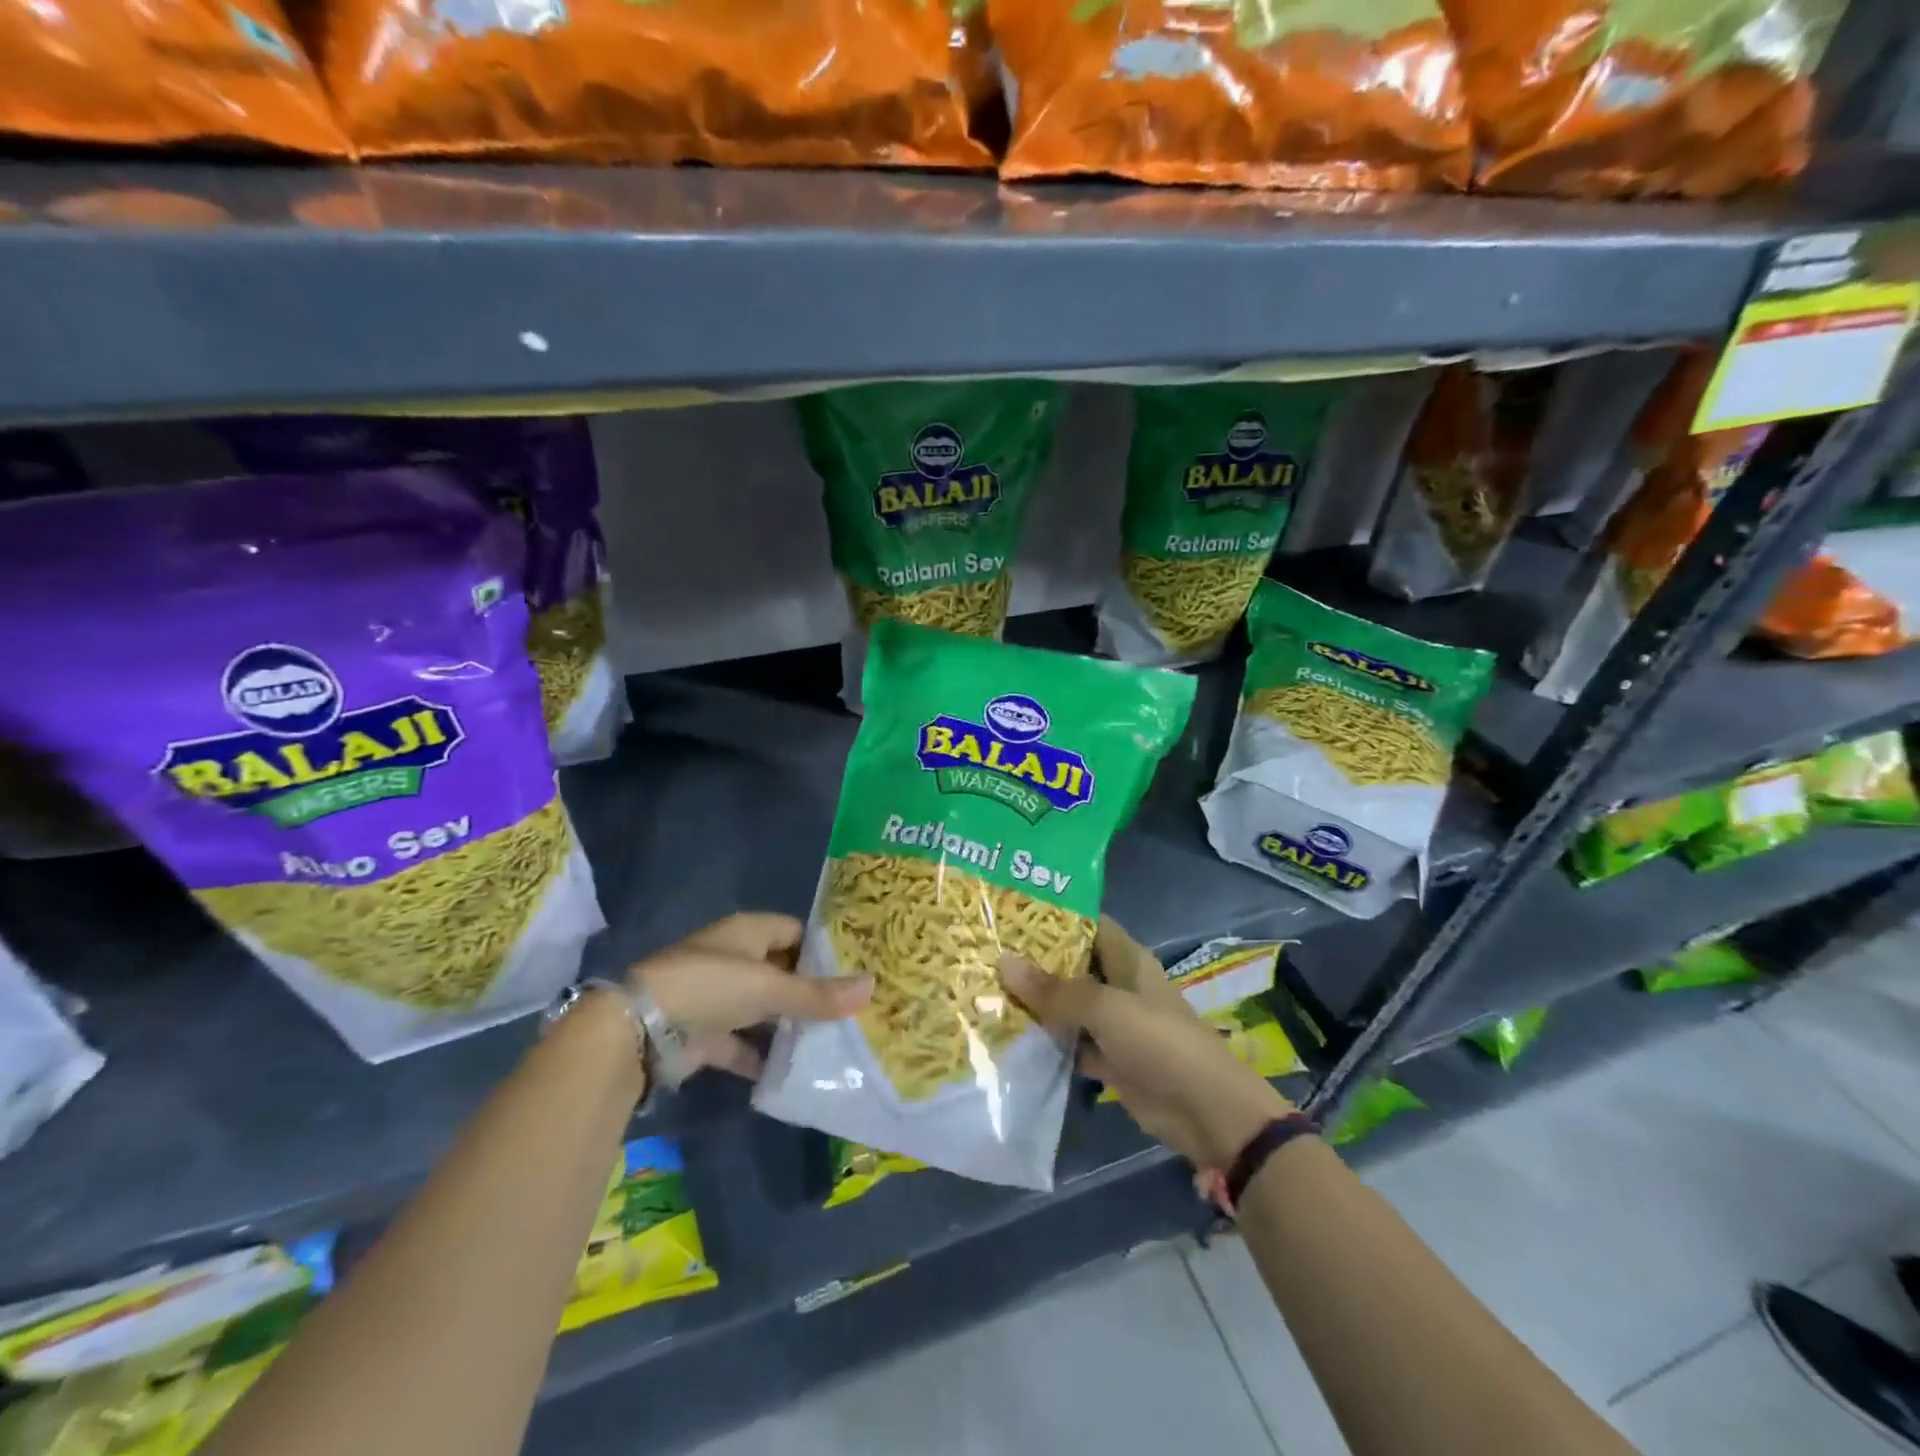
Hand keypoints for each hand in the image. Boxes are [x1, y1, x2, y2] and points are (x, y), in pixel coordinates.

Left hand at [628, 912, 871, 1079]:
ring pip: (764, 1010)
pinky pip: (743, 1045)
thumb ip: (818, 994)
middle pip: (782, 972)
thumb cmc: (711, 987)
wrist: (639, 1030)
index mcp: (748, 932)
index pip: (795, 932)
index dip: (823, 949)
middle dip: (811, 992)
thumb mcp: (770, 987)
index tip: (855, 970)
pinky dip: (762, 1058)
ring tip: (832, 1043)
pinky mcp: (705, 1035)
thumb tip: (873, 986)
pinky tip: (791, 1072)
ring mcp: (718, 998)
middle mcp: (734, 959)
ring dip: (788, 1027)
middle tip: (851, 1011)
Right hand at [1000, 916, 1292, 1169]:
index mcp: (1127, 959)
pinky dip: (1047, 1042)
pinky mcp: (1109, 1058)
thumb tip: (1003, 962)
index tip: (1010, 912)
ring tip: (986, 989)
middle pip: (1073, 964)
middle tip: (986, 951)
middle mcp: (1118, 985)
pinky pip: (1070, 1042)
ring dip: (1037, 1002)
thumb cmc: (1159, 1042)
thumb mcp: (1105, 1008)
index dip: (1054, 916)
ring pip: (1068, 1005)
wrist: (1205, 1110)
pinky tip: (1009, 1036)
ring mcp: (1113, 1023)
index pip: (1088, 924)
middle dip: (1035, 960)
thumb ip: (1055, 990)